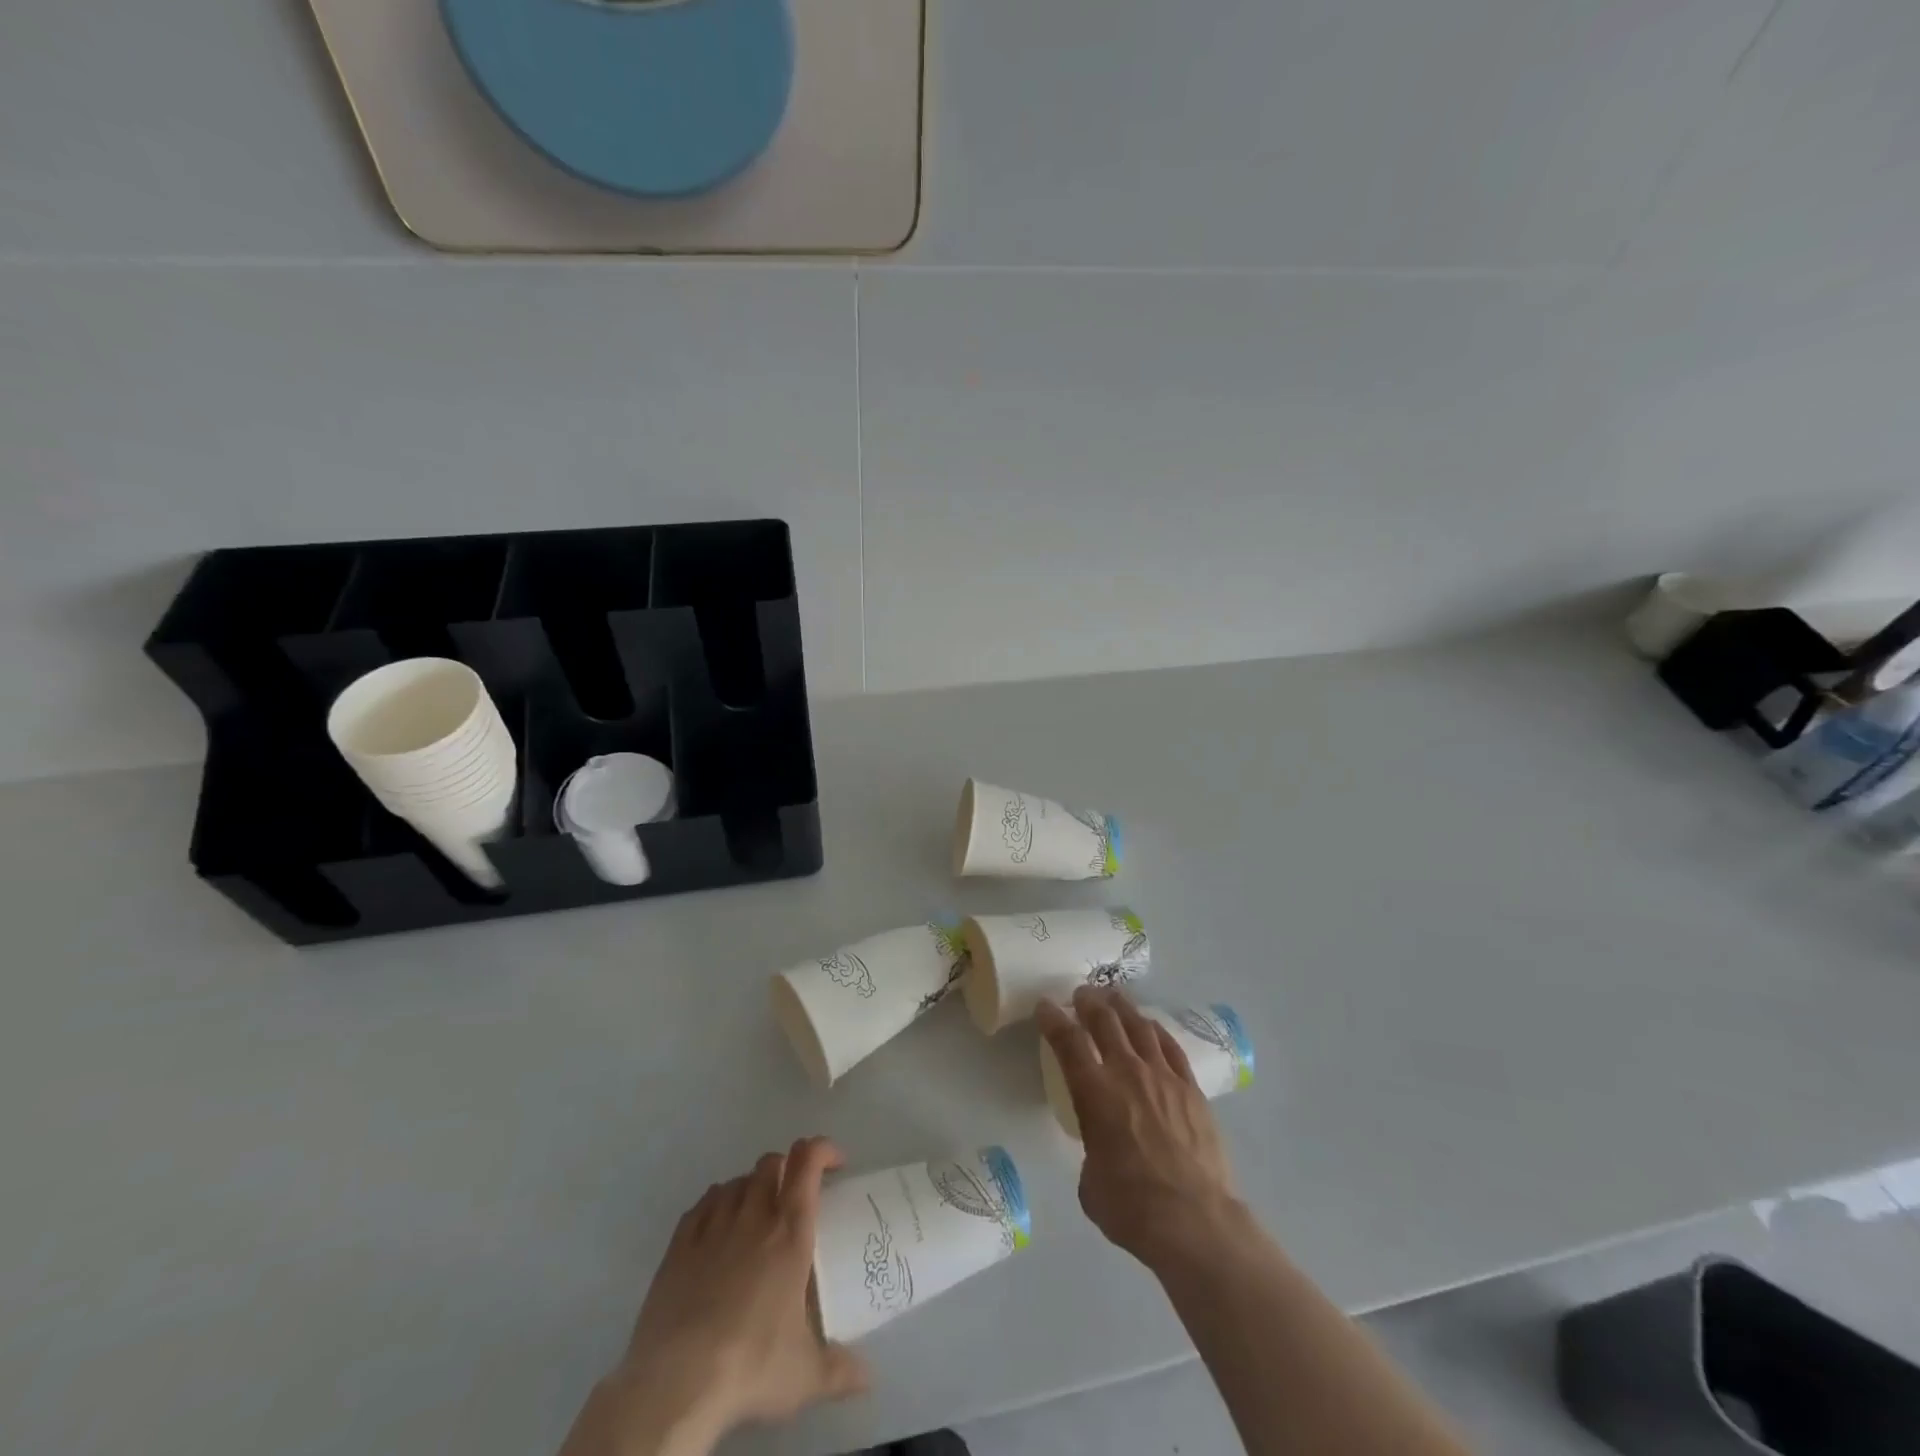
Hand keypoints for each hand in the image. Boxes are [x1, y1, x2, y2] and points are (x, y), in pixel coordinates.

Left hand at [562, 1138, 867, 1455]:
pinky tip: (717, 1228)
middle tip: (795, 1196)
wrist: (676, 1383)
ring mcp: (712, 1226)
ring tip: (757, 1214)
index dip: (824, 1150)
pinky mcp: (678, 1245)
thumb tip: (869, 1377)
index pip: (808, 1162)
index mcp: (790, 1231)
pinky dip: (717, 1204)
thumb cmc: (752, 1365)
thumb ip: (841, 1369)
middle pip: (771, 1162)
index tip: (836, 1164)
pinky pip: (703, 1204)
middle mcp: (753, 1216)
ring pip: (737, 1180)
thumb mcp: (806, 1376)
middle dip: (787, 1168)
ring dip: (752, 1187)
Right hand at [1036, 986, 1244, 1273]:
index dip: (1053, 1019)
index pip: (1068, 1041)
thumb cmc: (1131, 1207)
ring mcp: (1163, 1077)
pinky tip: (1151, 1025)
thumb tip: (1103, 1146)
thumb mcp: (1090, 1181)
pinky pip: (1171, 1047)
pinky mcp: (1191, 1089)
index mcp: (1094, 1092)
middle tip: (1082, 992)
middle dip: (1089, 1002)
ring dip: (1122, 1007)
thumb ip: (1092, 1150)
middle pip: (1105, 1021)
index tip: (1045, 1005)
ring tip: (1114, 996)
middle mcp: (1127, 1073)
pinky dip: (1156, 1030)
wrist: (1194, 1220)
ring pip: (1139, 1026)